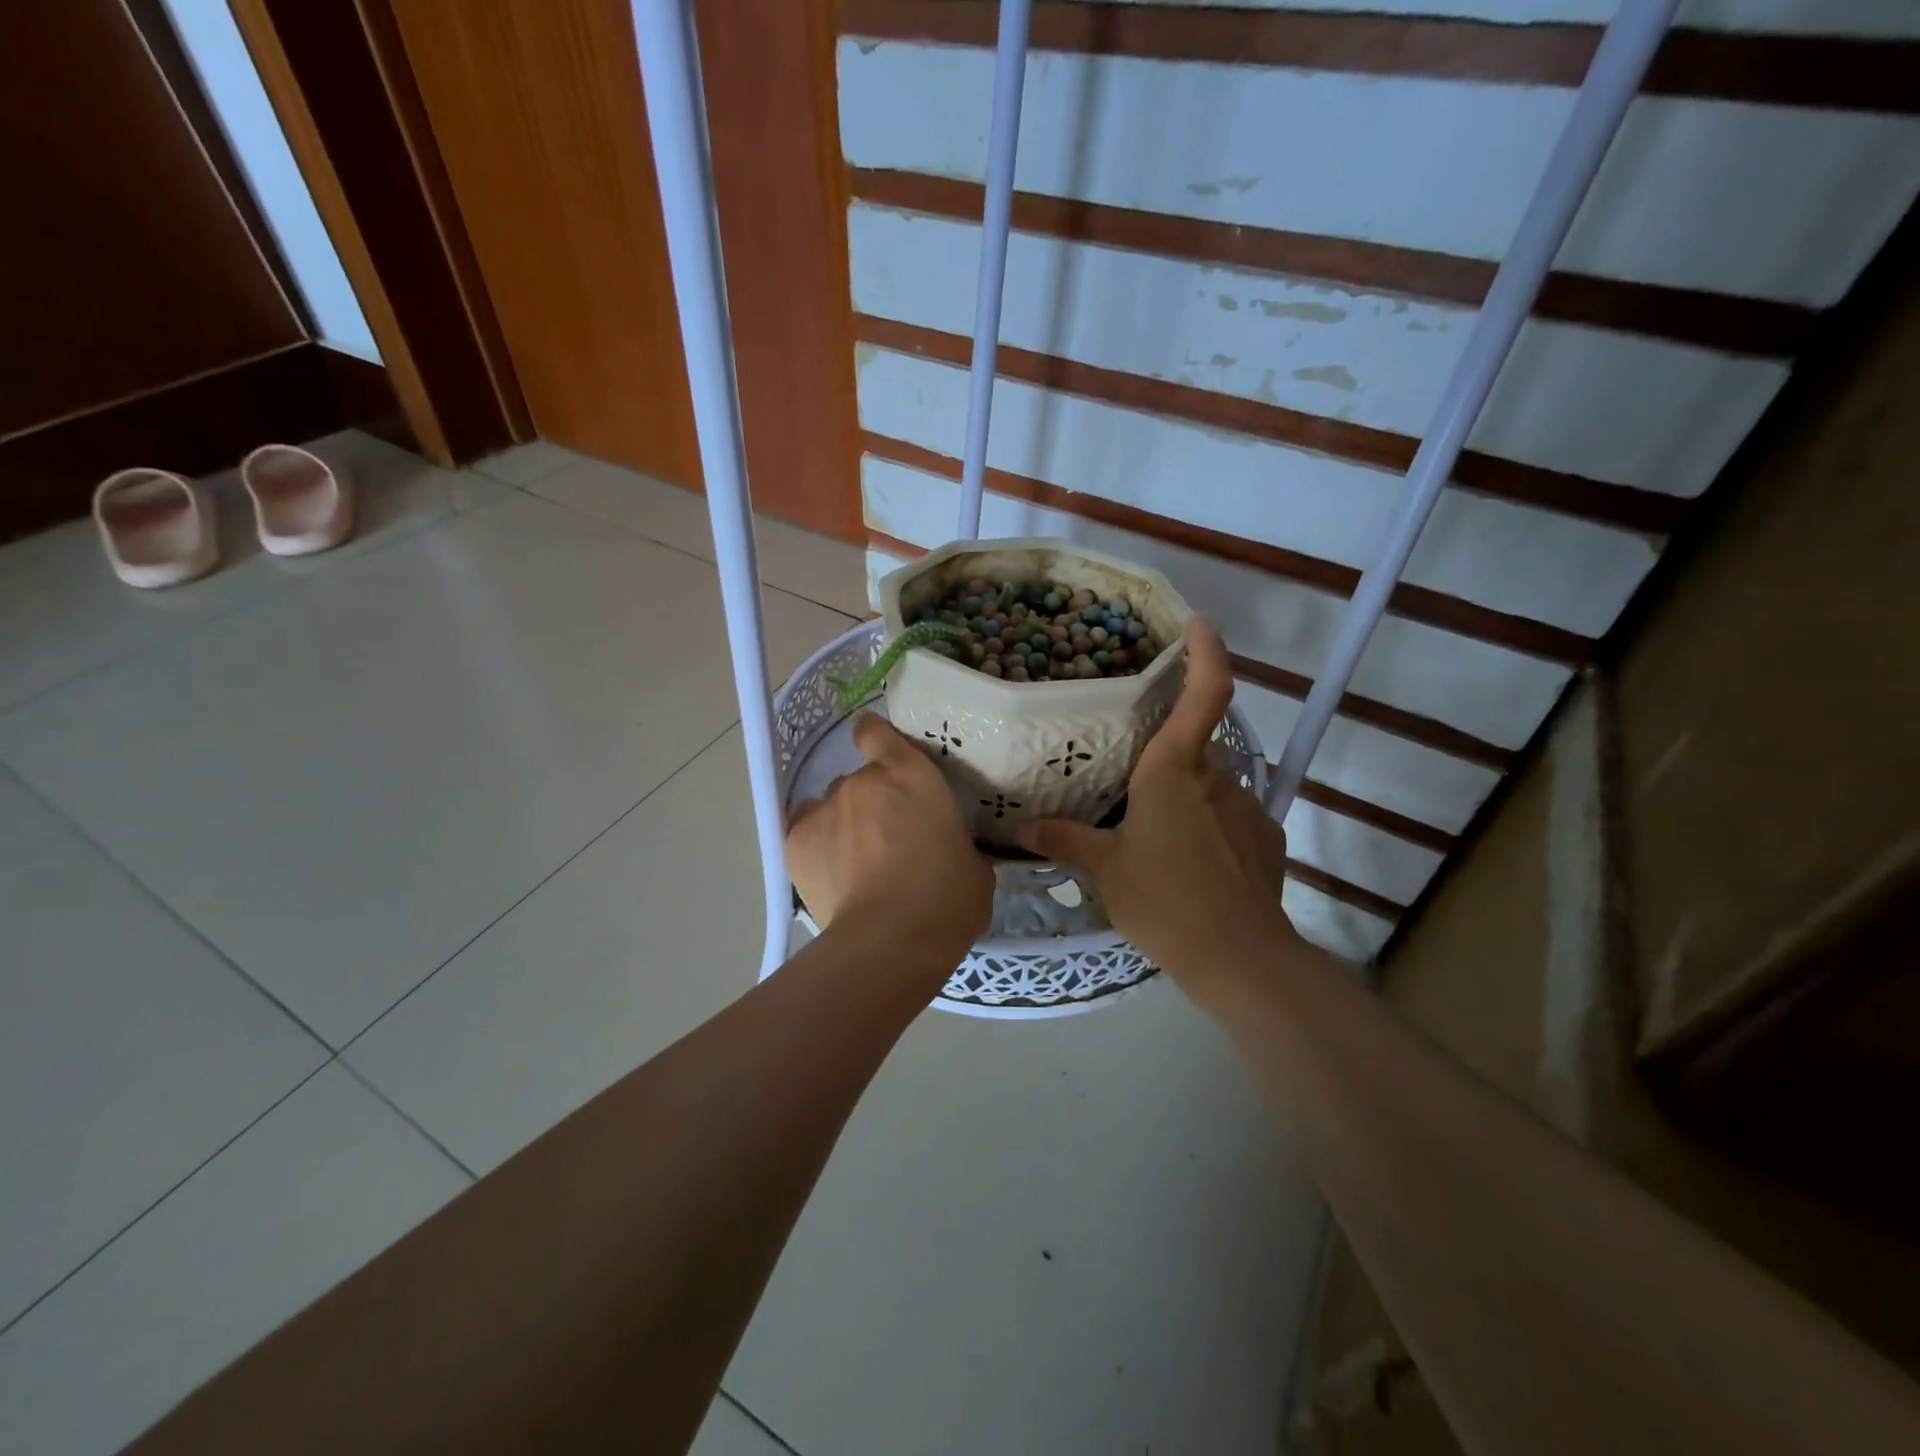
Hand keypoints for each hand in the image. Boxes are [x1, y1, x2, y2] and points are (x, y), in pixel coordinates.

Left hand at [786, 714, 993, 954]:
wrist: (891, 940)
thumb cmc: (947, 899)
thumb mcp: (972, 863)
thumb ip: (953, 840)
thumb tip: (947, 848)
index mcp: (911, 775)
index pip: (877, 733)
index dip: (875, 738)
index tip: (880, 754)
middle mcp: (863, 781)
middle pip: (859, 781)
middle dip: (870, 804)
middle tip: (887, 841)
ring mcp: (825, 808)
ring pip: (832, 808)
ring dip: (844, 827)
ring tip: (857, 867)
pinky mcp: (795, 840)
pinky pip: (806, 833)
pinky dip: (818, 848)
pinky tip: (833, 877)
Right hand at [1018, 620, 1304, 997]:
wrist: (1237, 956)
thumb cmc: (1162, 898)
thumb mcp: (1105, 869)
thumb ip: (1066, 840)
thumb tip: (1024, 829)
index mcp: (1175, 769)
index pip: (1204, 693)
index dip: (1206, 653)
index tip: (1199, 625)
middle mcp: (1217, 777)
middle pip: (1194, 749)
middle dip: (1167, 761)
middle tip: (1133, 790)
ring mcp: (1249, 807)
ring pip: (1210, 786)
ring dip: (1185, 800)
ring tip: (1157, 840)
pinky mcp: (1267, 839)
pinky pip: (1230, 819)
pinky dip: (1209, 829)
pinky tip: (1191, 866)